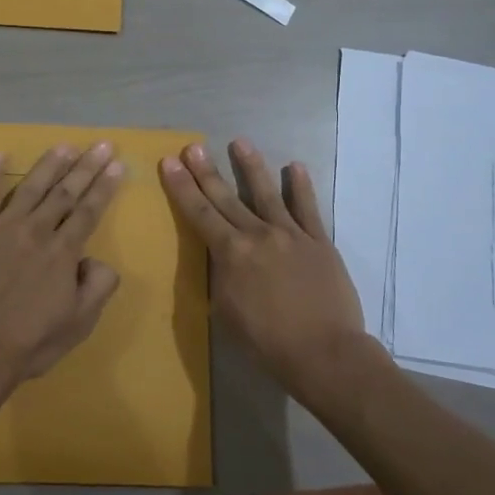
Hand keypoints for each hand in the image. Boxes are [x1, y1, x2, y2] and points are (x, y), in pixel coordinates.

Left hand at [0, 142, 125, 388]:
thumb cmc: (29, 342)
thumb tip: (98, 259)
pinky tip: (0, 155)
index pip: (89, 211)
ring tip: (65, 145)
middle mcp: (36, 230)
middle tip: (102, 144)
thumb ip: (98, 287)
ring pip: (31, 187)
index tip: (117, 165)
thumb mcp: (79, 323)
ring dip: (50, 164)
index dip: (105, 187)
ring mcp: (2, 226)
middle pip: (66, 192)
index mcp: (63, 252)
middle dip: (86, 166)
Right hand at [160, 139, 367, 386]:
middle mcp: (258, 235)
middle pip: (226, 198)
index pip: (200, 214)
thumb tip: (222, 256)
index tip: (170, 162)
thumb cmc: (267, 342)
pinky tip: (295, 166)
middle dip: (206, 171)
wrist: (325, 353)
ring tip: (240, 142)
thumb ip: (221, 277)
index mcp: (231, 254)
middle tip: (193, 146)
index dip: (182, 188)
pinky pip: (309, 208)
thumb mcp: (226, 312)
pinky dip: (302, 187)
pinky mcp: (319, 241)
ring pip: (267, 193)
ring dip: (251, 166)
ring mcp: (291, 235)